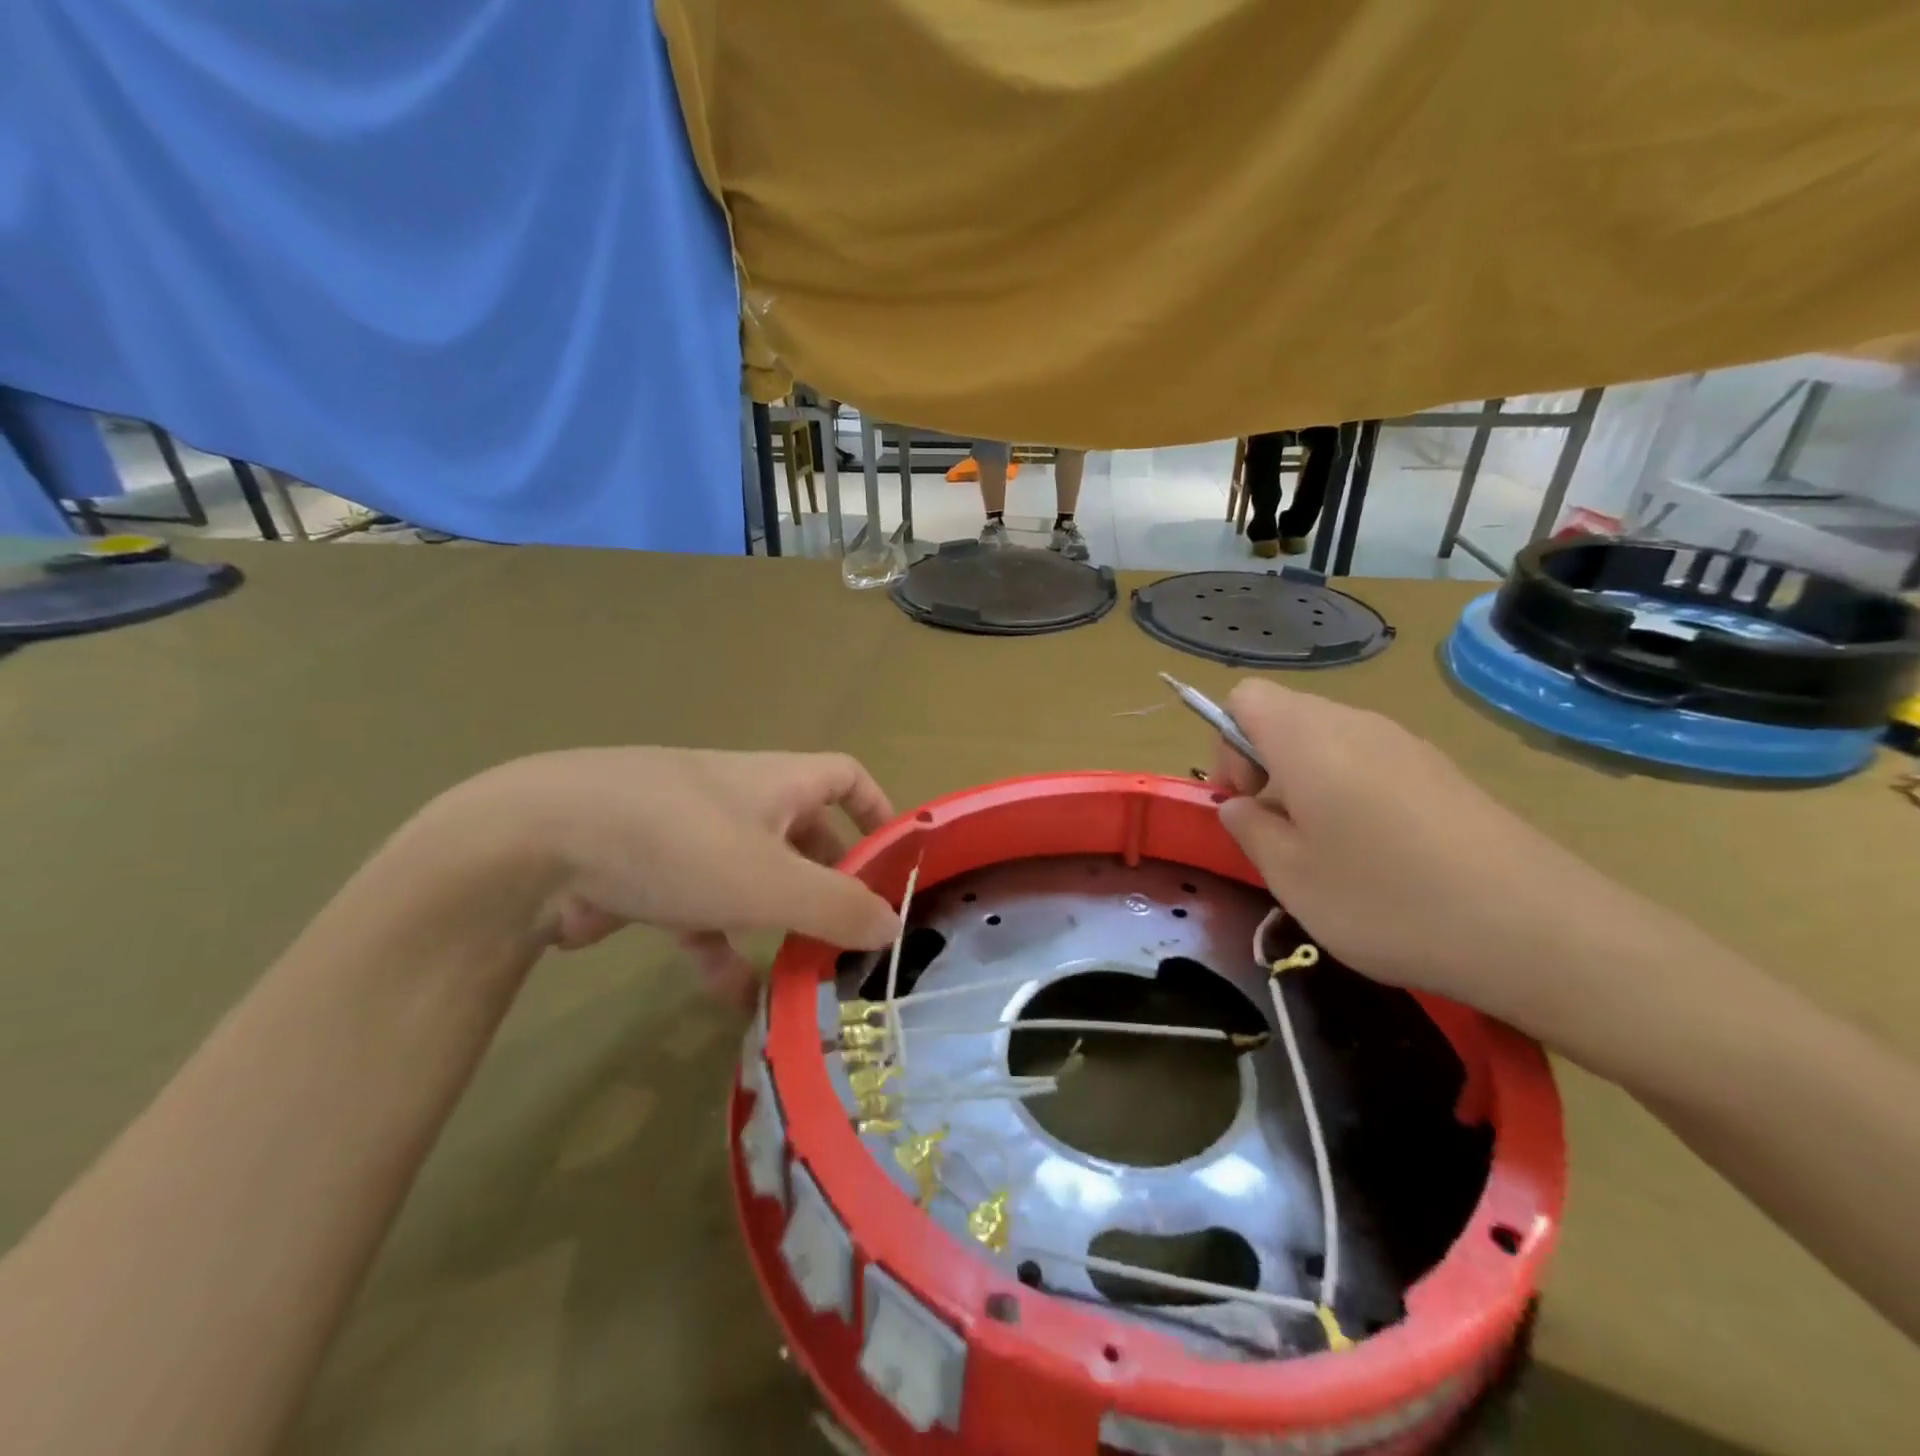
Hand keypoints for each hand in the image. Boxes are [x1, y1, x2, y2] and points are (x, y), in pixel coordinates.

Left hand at [439, 748, 899, 1001]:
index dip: (877, 810)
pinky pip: (702, 912)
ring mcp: (689, 838)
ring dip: (779, 922)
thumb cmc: (676, 844)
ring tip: (806, 972)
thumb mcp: (771, 880)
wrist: (534, 846)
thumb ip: (838, 906)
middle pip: (803, 833)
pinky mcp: (647, 877)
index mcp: (775, 782)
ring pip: (753, 879)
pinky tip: (735, 999)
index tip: (895, 859)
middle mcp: (737, 800)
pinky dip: (723, 949)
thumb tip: (894, 926)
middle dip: (830, 879)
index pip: (844, 776)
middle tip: (853, 931)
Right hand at [1210, 682, 1661, 1028]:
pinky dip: (1352, 794)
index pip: (1244, 697)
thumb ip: (1248, 829)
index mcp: (1308, 738)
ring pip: (1329, 743)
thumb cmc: (1388, 901)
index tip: (1245, 803)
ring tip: (1329, 852)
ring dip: (1308, 784)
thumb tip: (1241, 805)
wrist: (1540, 932)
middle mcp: (1357, 724)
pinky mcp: (1444, 773)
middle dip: (1265, 767)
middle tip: (1282, 835)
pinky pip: (1372, 763)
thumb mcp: (1291, 877)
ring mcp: (1408, 745)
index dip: (1226, 744)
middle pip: (1286, 717)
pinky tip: (1381, 856)